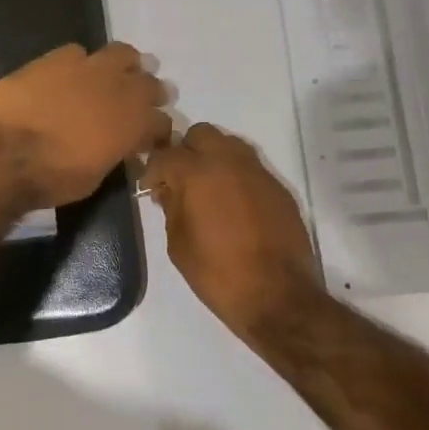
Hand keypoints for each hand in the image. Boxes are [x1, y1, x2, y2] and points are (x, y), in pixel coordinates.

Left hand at [0, 43, 171, 207]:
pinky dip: (80, 62)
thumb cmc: (51, 178)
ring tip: (114, 76)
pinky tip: (70, 74)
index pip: (162, 123)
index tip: (153, 139)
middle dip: (149, 93)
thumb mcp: (94, 177)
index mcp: (134, 124)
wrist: (2, 153)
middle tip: (141, 102)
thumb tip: (118, 148)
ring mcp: (88, 67)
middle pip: (150, 83)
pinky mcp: (55, 57)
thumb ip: (113, 154)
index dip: (160, 131)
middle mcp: (120, 89)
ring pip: (122, 54)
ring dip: (124, 65)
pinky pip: (78, 52)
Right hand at [141, 123, 322, 341]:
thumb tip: (169, 190)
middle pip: (201, 134)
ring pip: (229, 144)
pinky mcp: (278, 187)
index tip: (150, 189)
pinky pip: (250, 167)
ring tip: (207, 189)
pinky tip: (233, 204)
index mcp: (197, 173)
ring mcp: (258, 172)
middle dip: (186, 151)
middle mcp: (229, 161)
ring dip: (213, 158)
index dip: (152, 170)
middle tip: (180, 180)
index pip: (166, 155)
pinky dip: (236, 176)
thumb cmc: (217, 273)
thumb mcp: (178, 243)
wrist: (277, 295)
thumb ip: (171, 207)